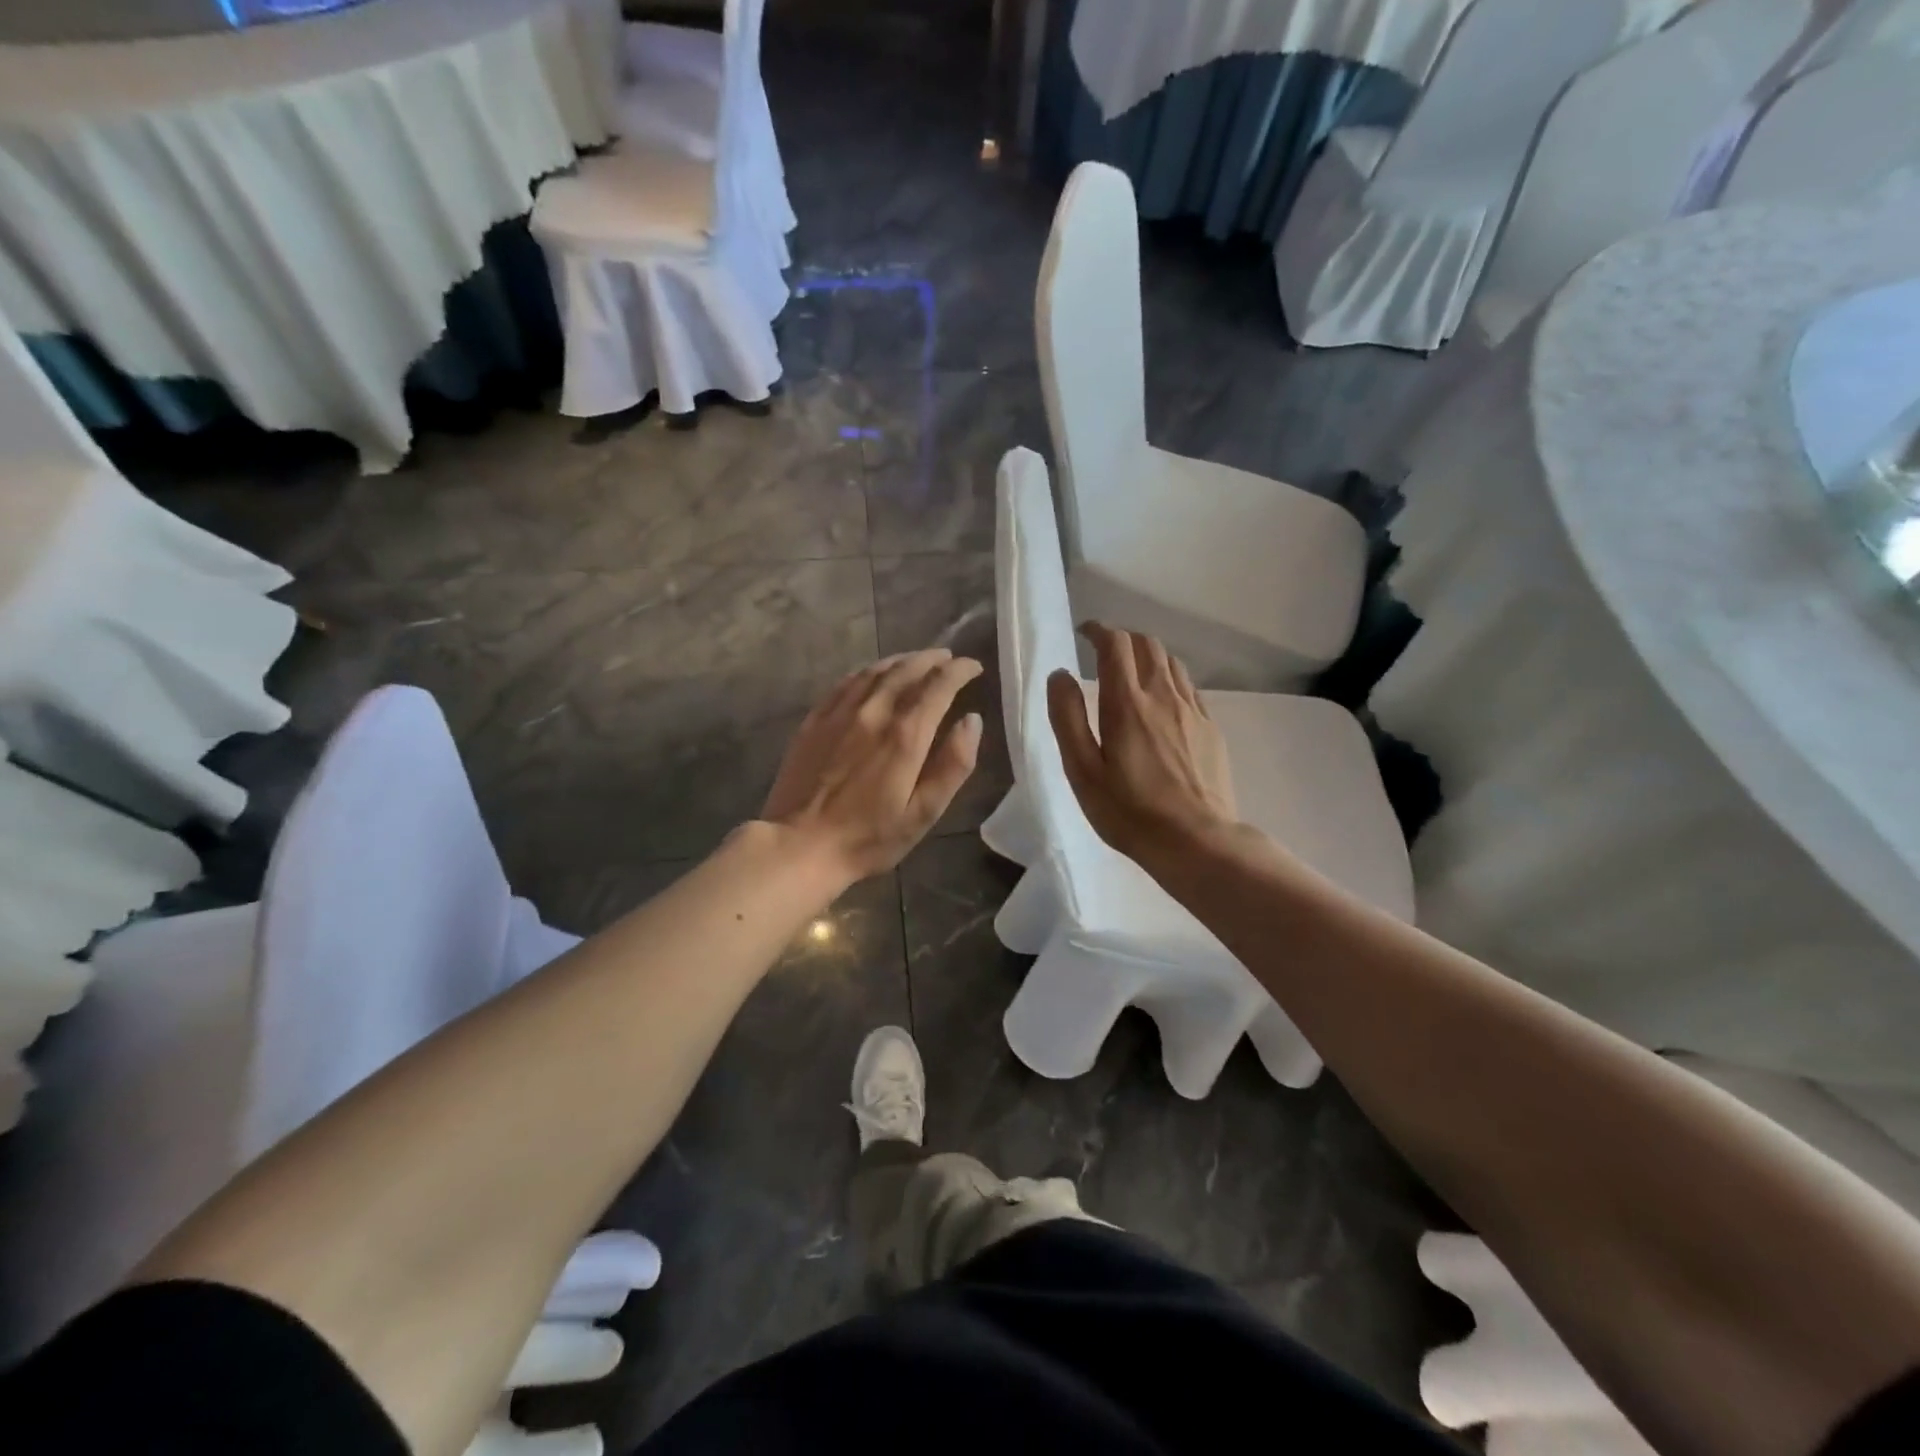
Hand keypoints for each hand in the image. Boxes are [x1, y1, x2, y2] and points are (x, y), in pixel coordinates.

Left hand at [760, 648, 983, 885]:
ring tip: (917, 661)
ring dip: (902, 660)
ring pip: (876, 670)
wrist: (800, 845)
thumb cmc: (869, 838)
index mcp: (905, 735)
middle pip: (907, 670)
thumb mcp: (923, 813)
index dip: (960, 671)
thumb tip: (972, 720)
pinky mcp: (815, 719)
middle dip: (933, 660)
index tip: (974, 666)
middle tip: (949, 659)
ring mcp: (840, 712)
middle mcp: (874, 712)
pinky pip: (846, 682)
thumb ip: (953, 765)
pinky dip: (868, 671)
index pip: (939, 685)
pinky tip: (873, 675)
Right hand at [1047, 623, 1236, 859]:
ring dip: (1149, 656)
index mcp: (1127, 703)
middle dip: (1124, 639)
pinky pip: (1189, 687)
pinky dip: (1170, 679)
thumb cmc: (1129, 811)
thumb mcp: (1082, 770)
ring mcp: (1192, 711)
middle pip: (1148, 644)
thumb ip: (1067, 718)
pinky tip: (1163, 702)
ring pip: (1172, 663)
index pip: (1116, 644)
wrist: (1196, 841)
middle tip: (1105, 652)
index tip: (1085, 634)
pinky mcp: (1211, 729)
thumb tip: (1060, 674)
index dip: (1099, 631)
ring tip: (1133, 673)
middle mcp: (1163, 696)